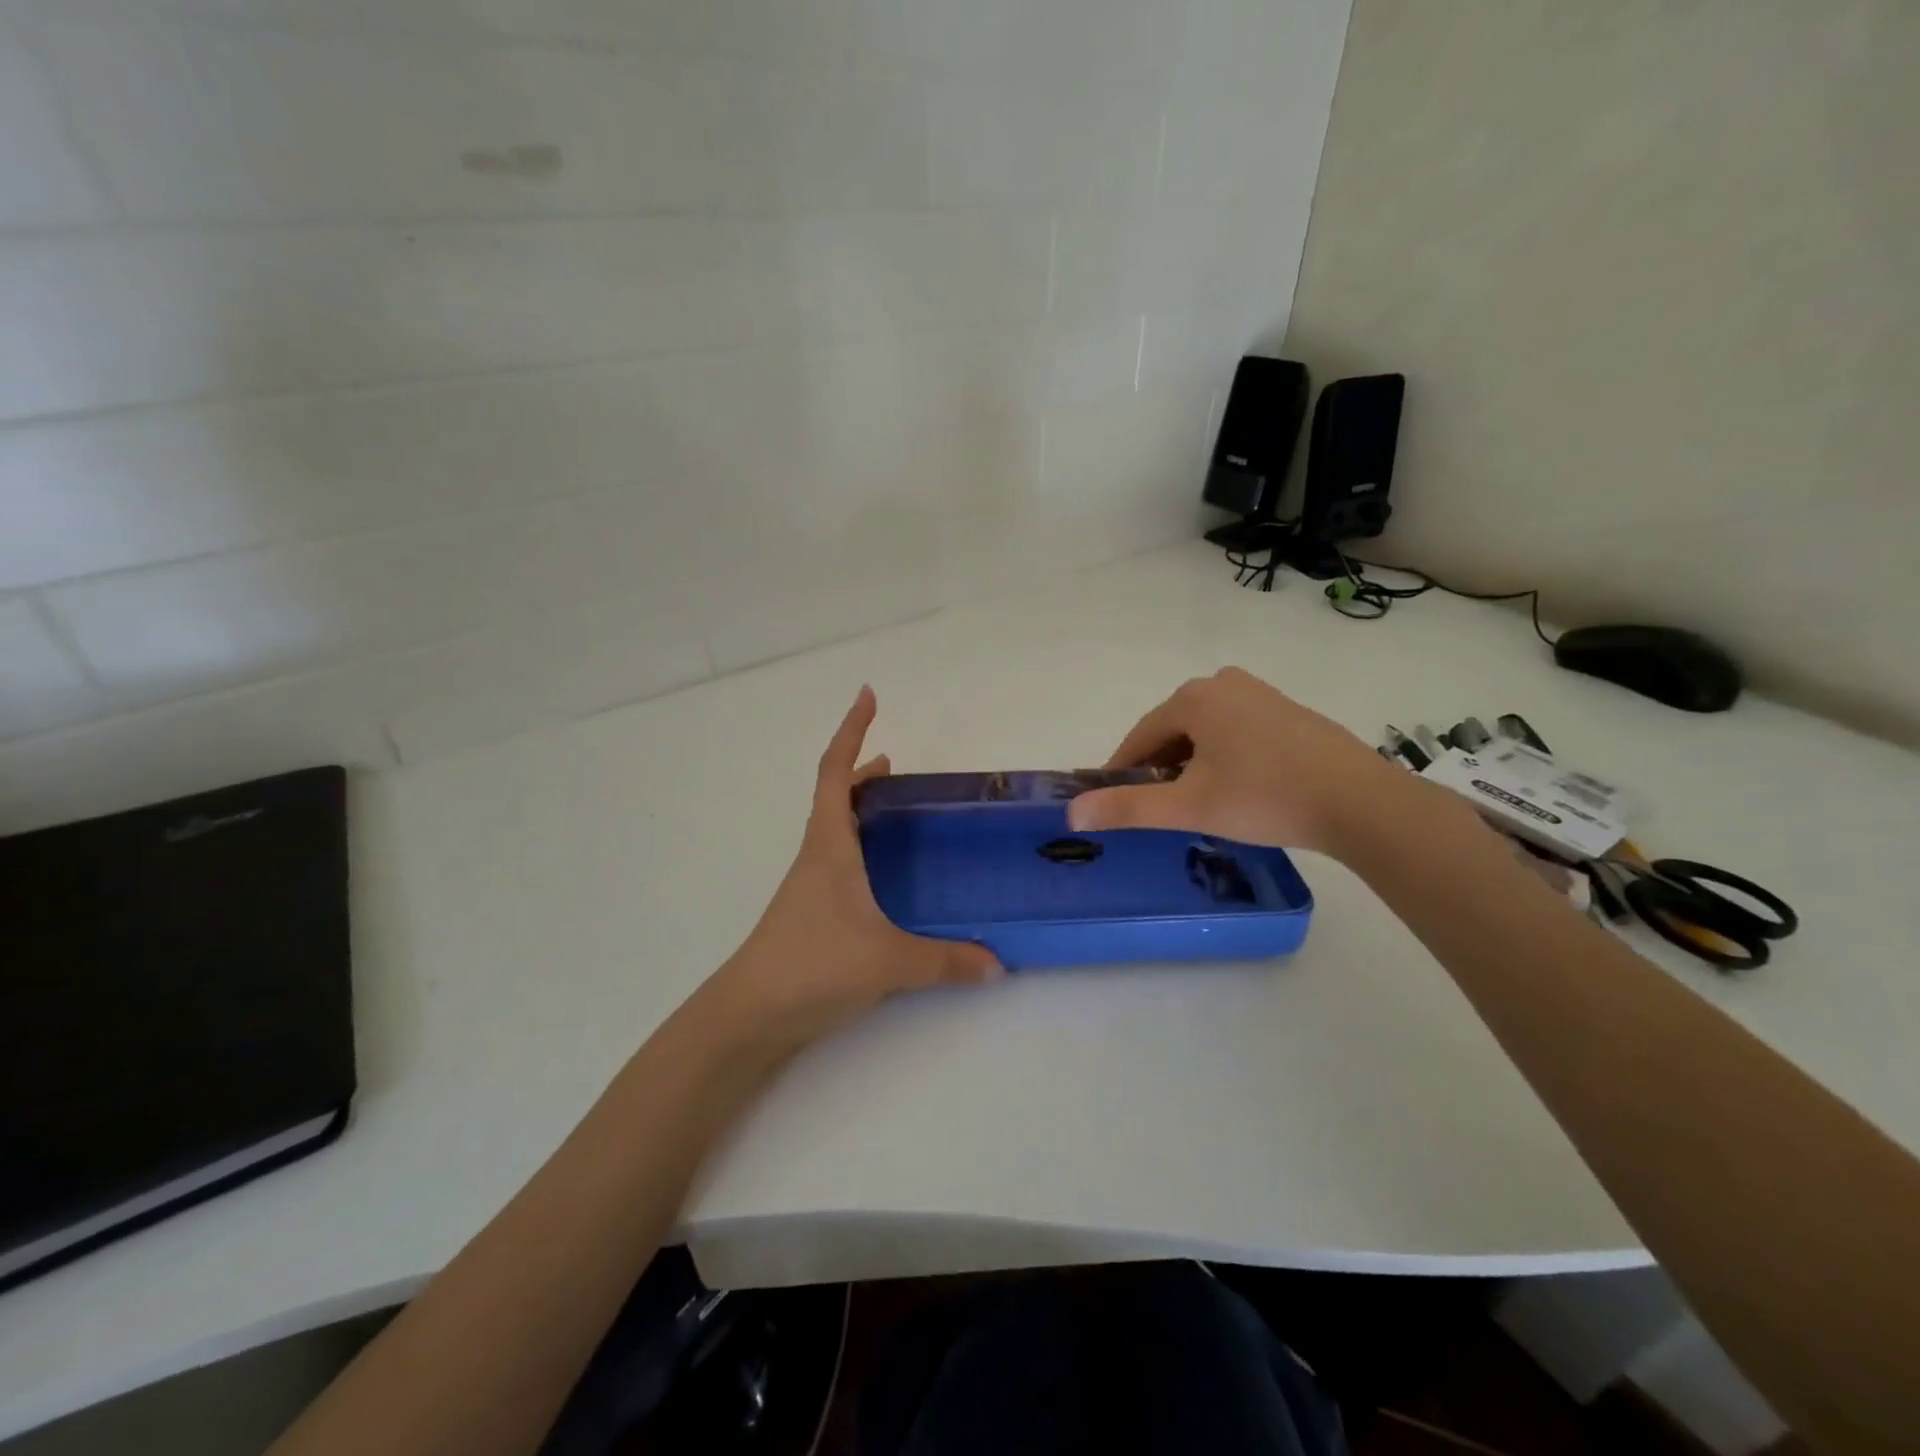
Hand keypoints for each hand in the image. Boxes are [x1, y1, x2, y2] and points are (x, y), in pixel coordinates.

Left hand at [704, 686, 1002, 1050]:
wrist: (750, 1015)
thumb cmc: (812, 965)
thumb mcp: (887, 960)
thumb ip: (946, 960)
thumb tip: (998, 963)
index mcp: (829, 846)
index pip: (835, 773)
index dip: (851, 731)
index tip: (867, 696)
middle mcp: (817, 856)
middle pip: (834, 796)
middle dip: (861, 771)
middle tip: (896, 764)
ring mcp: (811, 885)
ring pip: (836, 829)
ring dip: (860, 808)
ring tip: (897, 809)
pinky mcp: (813, 912)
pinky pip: (840, 861)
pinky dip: (862, 847)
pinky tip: (886, 875)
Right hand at [1066, 667, 1413, 856]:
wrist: (1360, 803)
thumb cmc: (1264, 798)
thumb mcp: (1188, 806)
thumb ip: (1127, 807)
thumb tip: (1072, 812)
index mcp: (1194, 697)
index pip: (1139, 736)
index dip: (1122, 771)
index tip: (1115, 804)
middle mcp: (1223, 683)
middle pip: (1172, 731)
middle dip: (1160, 769)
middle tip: (1163, 811)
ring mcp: (1260, 694)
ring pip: (1204, 732)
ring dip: (1191, 765)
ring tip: (1200, 805)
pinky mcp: (1287, 711)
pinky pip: (1235, 732)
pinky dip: (1223, 757)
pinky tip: (1238, 789)